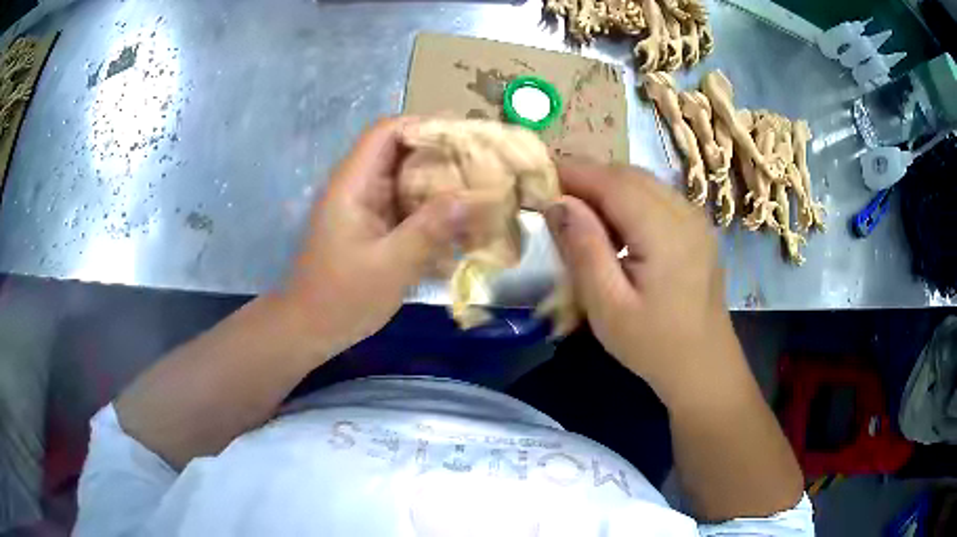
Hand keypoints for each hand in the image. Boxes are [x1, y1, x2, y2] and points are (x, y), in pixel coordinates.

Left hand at [278, 118, 468, 358]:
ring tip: (480, 191)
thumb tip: (473, 197)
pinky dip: (431, 208)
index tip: (466, 139)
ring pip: (406, 177)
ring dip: (440, 182)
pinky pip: (406, 204)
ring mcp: (365, 206)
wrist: (310, 329)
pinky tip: (458, 223)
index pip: (387, 131)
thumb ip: (429, 229)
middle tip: (483, 166)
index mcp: (353, 184)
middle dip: (441, 154)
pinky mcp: (373, 226)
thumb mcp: (390, 266)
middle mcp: (359, 186)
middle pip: (401, 150)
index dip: (425, 125)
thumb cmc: (342, 298)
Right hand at [544, 160, 740, 403]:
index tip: (537, 177)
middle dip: (588, 178)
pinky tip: (614, 229)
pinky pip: (657, 198)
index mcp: (665, 231)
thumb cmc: (654, 345)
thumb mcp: (608, 306)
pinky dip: (628, 201)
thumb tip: (557, 203)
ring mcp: (695, 219)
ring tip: (579, 214)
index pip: (613, 181)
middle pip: (629, 175)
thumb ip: (583, 249)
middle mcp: (685, 213)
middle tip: (553, 199)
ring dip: (607, 188)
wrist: (704, 367)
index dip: (573, 172)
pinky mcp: (697, 229)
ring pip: (643, 183)